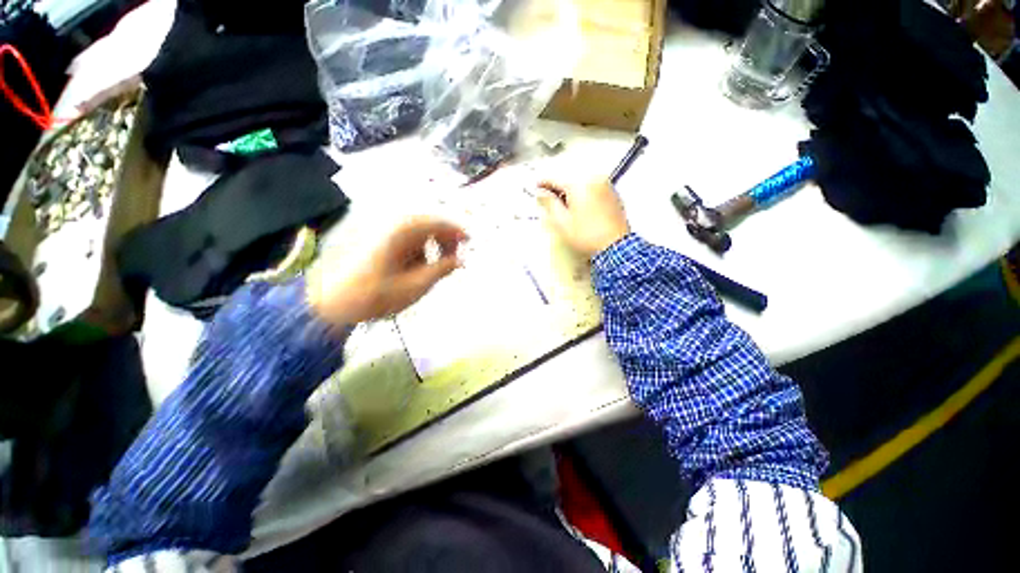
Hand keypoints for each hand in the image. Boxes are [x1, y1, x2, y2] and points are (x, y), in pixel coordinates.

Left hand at [306, 218, 466, 325]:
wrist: (332, 302)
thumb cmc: (376, 295)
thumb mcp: (416, 285)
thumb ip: (442, 269)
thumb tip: (460, 260)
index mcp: (404, 231)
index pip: (439, 222)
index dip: (458, 231)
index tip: (470, 243)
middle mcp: (393, 224)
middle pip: (430, 224)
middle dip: (445, 240)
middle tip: (454, 259)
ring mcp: (383, 231)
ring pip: (418, 232)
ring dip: (431, 245)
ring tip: (435, 266)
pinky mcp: (377, 240)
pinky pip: (406, 239)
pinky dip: (417, 249)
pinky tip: (414, 267)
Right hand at [538, 178, 629, 258]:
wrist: (614, 246)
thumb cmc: (588, 236)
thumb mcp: (562, 222)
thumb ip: (549, 204)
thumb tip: (541, 193)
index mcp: (579, 184)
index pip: (555, 178)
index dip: (543, 184)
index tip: (537, 188)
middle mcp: (594, 179)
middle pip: (569, 180)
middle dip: (558, 189)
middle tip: (549, 200)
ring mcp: (606, 186)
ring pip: (582, 184)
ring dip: (571, 192)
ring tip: (564, 207)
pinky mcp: (613, 195)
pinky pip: (593, 189)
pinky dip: (584, 195)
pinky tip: (580, 209)